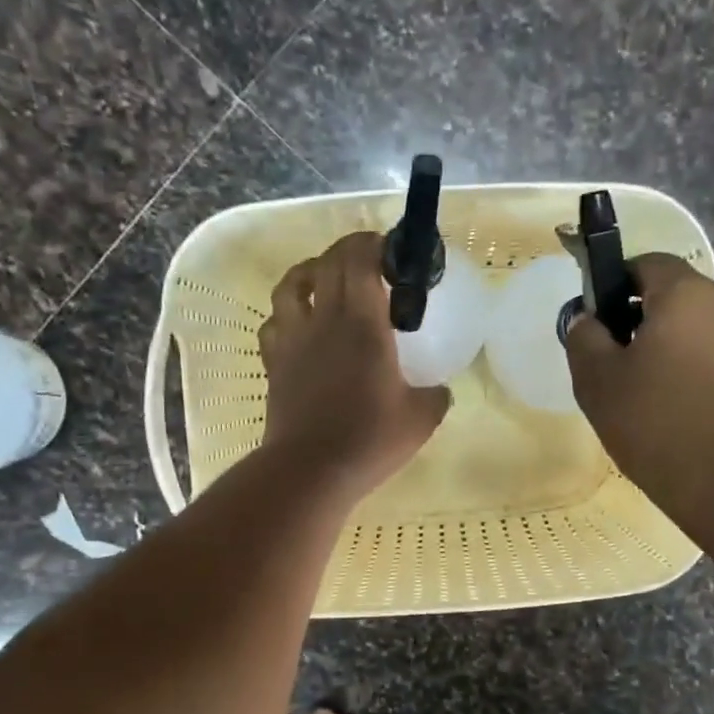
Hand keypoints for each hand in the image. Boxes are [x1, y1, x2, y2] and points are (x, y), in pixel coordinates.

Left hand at [258, 231, 450, 499]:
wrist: (311, 470)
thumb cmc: (370, 439)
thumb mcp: (421, 418)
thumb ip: (435, 396)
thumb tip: (439, 390)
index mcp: (363, 324)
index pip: (360, 260)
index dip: (373, 244)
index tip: (391, 250)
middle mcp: (324, 321)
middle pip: (326, 263)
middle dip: (347, 251)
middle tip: (369, 262)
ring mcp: (293, 340)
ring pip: (290, 285)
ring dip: (309, 273)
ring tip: (325, 281)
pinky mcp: (274, 364)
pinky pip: (273, 323)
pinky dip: (286, 314)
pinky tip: (300, 327)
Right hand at [565, 254, 713, 529]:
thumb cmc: (657, 422)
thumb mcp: (598, 381)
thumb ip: (584, 339)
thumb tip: (588, 319)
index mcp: (686, 294)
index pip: (648, 263)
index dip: (618, 284)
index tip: (600, 322)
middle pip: (679, 300)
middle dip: (647, 324)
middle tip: (620, 369)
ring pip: (705, 334)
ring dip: (678, 353)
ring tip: (654, 400)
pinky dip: (704, 379)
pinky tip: (687, 419)